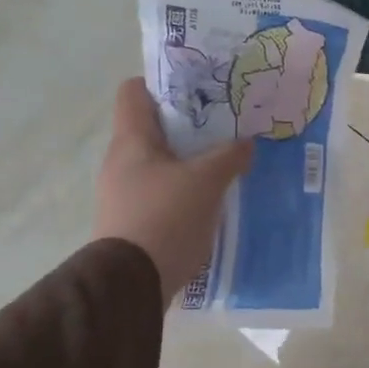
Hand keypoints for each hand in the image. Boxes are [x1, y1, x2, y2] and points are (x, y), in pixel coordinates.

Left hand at [95, 79, 252, 306]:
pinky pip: (161, 190)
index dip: (163, 83)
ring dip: (189, 158)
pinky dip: (184, 188)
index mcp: (131, 140)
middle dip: (188, 124)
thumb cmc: (165, 217)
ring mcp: (124, 192)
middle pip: (153, 127)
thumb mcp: (207, 181)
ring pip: (160, 161)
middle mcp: (121, 161)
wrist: (131, 284)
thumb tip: (247, 143)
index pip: (134, 91)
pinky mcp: (133, 220)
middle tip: (224, 124)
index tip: (198, 89)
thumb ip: (230, 156)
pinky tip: (210, 197)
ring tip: (223, 160)